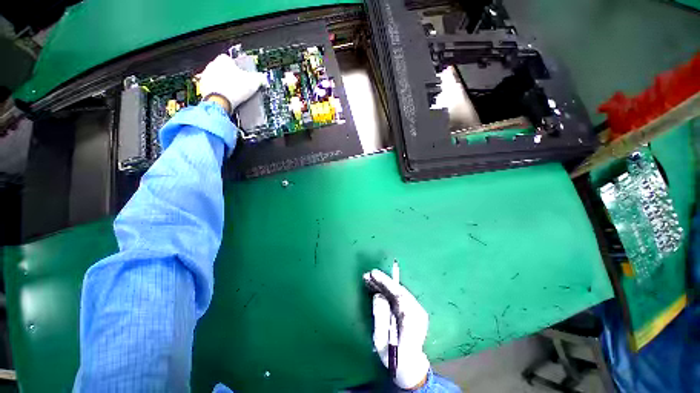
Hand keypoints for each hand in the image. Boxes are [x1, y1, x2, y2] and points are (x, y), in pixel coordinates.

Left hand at [198, 54, 265, 111]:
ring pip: (217, 79)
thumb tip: (263, 79)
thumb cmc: (234, 89)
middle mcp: (212, 65)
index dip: (239, 69)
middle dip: (230, 76)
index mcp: (223, 59)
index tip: (244, 77)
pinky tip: (226, 99)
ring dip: (224, 85)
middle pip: (224, 69)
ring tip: (234, 95)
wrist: (220, 102)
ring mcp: (206, 77)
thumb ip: (259, 78)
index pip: (232, 60)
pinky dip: (219, 93)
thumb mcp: (253, 82)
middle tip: (240, 87)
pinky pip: (213, 89)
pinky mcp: (203, 88)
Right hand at [363, 269, 429, 389]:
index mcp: (413, 319)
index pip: (399, 294)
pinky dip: (387, 290)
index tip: (373, 274)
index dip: (386, 282)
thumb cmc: (394, 358)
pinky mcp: (412, 310)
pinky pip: (398, 296)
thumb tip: (377, 295)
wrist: (409, 368)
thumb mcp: (383, 341)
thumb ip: (380, 317)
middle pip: (399, 290)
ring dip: (384, 285)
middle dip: (382, 281)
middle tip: (368, 275)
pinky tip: (377, 287)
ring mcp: (416, 310)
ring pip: (398, 292)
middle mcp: (417, 311)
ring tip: (369, 279)